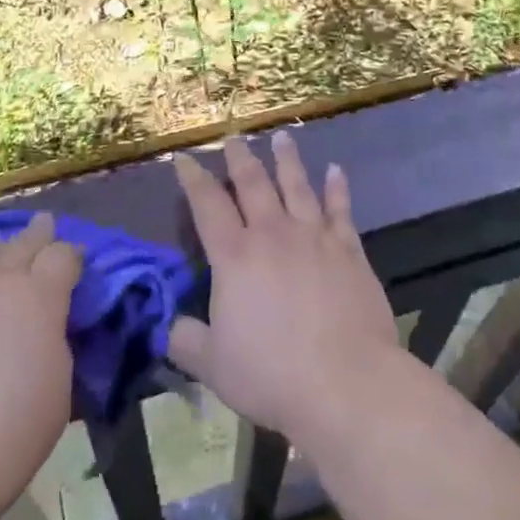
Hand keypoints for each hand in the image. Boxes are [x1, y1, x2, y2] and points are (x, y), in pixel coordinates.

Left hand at [0, 213, 81, 519]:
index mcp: (40, 294)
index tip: (76, 259)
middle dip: (36, 234)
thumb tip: (43, 326)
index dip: (72, 254)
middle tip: (44, 225)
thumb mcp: (57, 384)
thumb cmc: (11, 430)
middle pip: (21, 241)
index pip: (64, 254)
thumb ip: (53, 341)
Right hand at [169, 133, 398, 443]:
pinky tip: (335, 170)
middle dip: (240, 158)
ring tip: (282, 137)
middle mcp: (273, 234)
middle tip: (234, 137)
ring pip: (297, 186)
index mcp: (234, 256)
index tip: (185, 158)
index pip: (207, 205)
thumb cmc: (272, 375)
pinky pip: (341, 209)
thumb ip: (186, 341)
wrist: (346, 383)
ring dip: (287, 160)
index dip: (193, 179)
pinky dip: (337, 188)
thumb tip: (169, 327)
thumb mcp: (213, 366)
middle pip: (253, 183)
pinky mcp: (349, 251)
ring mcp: (314, 238)